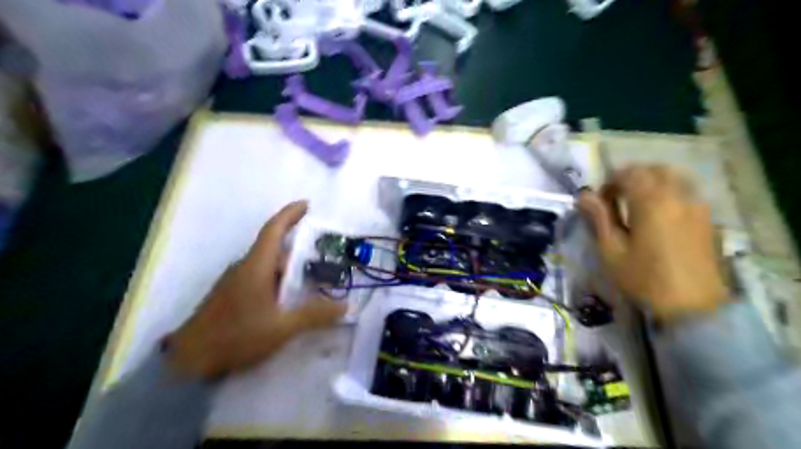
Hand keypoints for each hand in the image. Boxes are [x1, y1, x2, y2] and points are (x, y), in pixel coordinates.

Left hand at [168, 199, 345, 378]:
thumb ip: (314, 315)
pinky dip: (278, 278)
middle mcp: (244, 267)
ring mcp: (235, 281)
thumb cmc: (236, 337)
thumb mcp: (281, 328)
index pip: (274, 230)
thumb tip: (345, 306)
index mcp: (256, 267)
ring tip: (311, 275)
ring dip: (288, 264)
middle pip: (273, 247)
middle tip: (322, 251)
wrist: (188, 360)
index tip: (307, 204)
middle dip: (297, 244)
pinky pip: (259, 276)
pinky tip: (288, 296)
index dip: (290, 214)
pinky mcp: (231, 294)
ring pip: (266, 264)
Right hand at [580, 165, 730, 323]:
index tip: (599, 201)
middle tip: (616, 198)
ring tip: (637, 203)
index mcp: (651, 202)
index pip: (628, 174)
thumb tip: (584, 195)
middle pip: (652, 170)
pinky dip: (668, 191)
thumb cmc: (644, 278)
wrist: (693, 305)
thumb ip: (599, 218)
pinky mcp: (707, 217)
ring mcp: (697, 205)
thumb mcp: (611, 250)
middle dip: (631, 178)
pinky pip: (686, 191)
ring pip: (673, 177)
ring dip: (651, 182)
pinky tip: (659, 214)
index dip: (609, 183)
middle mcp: (677, 195)